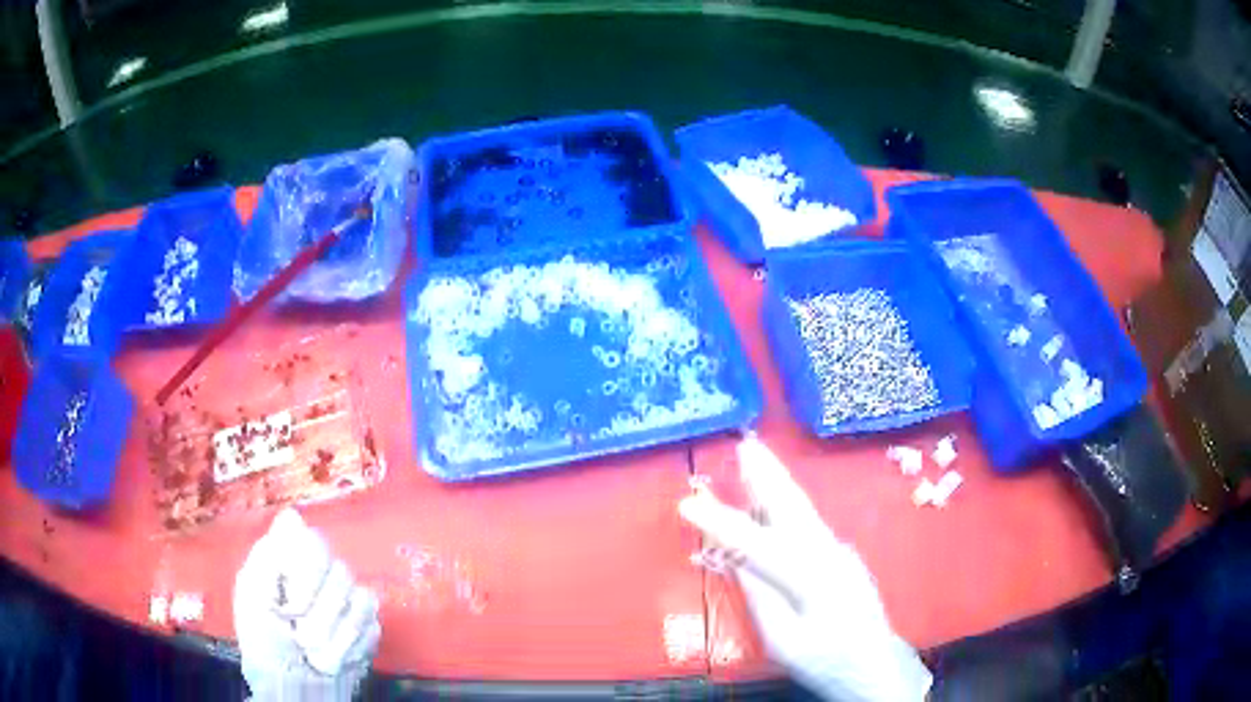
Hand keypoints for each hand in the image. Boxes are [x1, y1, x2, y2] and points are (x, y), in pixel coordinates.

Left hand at [234, 508, 380, 700]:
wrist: (292, 684)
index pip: (314, 542)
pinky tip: (334, 657)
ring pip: (361, 602)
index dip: (307, 573)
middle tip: (301, 637)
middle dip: (320, 615)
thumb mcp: (253, 596)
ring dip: (335, 636)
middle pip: (341, 573)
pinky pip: (373, 626)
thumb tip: (292, 514)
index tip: (291, 604)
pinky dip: (350, 648)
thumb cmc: (265, 639)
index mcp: (290, 558)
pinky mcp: (369, 626)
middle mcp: (323, 573)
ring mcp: (349, 599)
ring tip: (314, 653)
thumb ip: (270, 555)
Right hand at [680, 436, 931, 701]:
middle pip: (790, 506)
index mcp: (809, 576)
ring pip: (801, 510)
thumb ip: (760, 597)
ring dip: (776, 482)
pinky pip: (807, 523)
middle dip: (765, 473)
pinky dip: (786, 503)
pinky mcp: (841, 556)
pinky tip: (773, 499)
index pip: (755, 543)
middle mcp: (827, 552)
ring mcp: (838, 550)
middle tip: (743, 443)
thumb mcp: (783, 640)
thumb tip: (736, 560)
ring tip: (755, 456)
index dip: (719, 522)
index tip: (686, 503)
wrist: (875, 663)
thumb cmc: (825, 659)